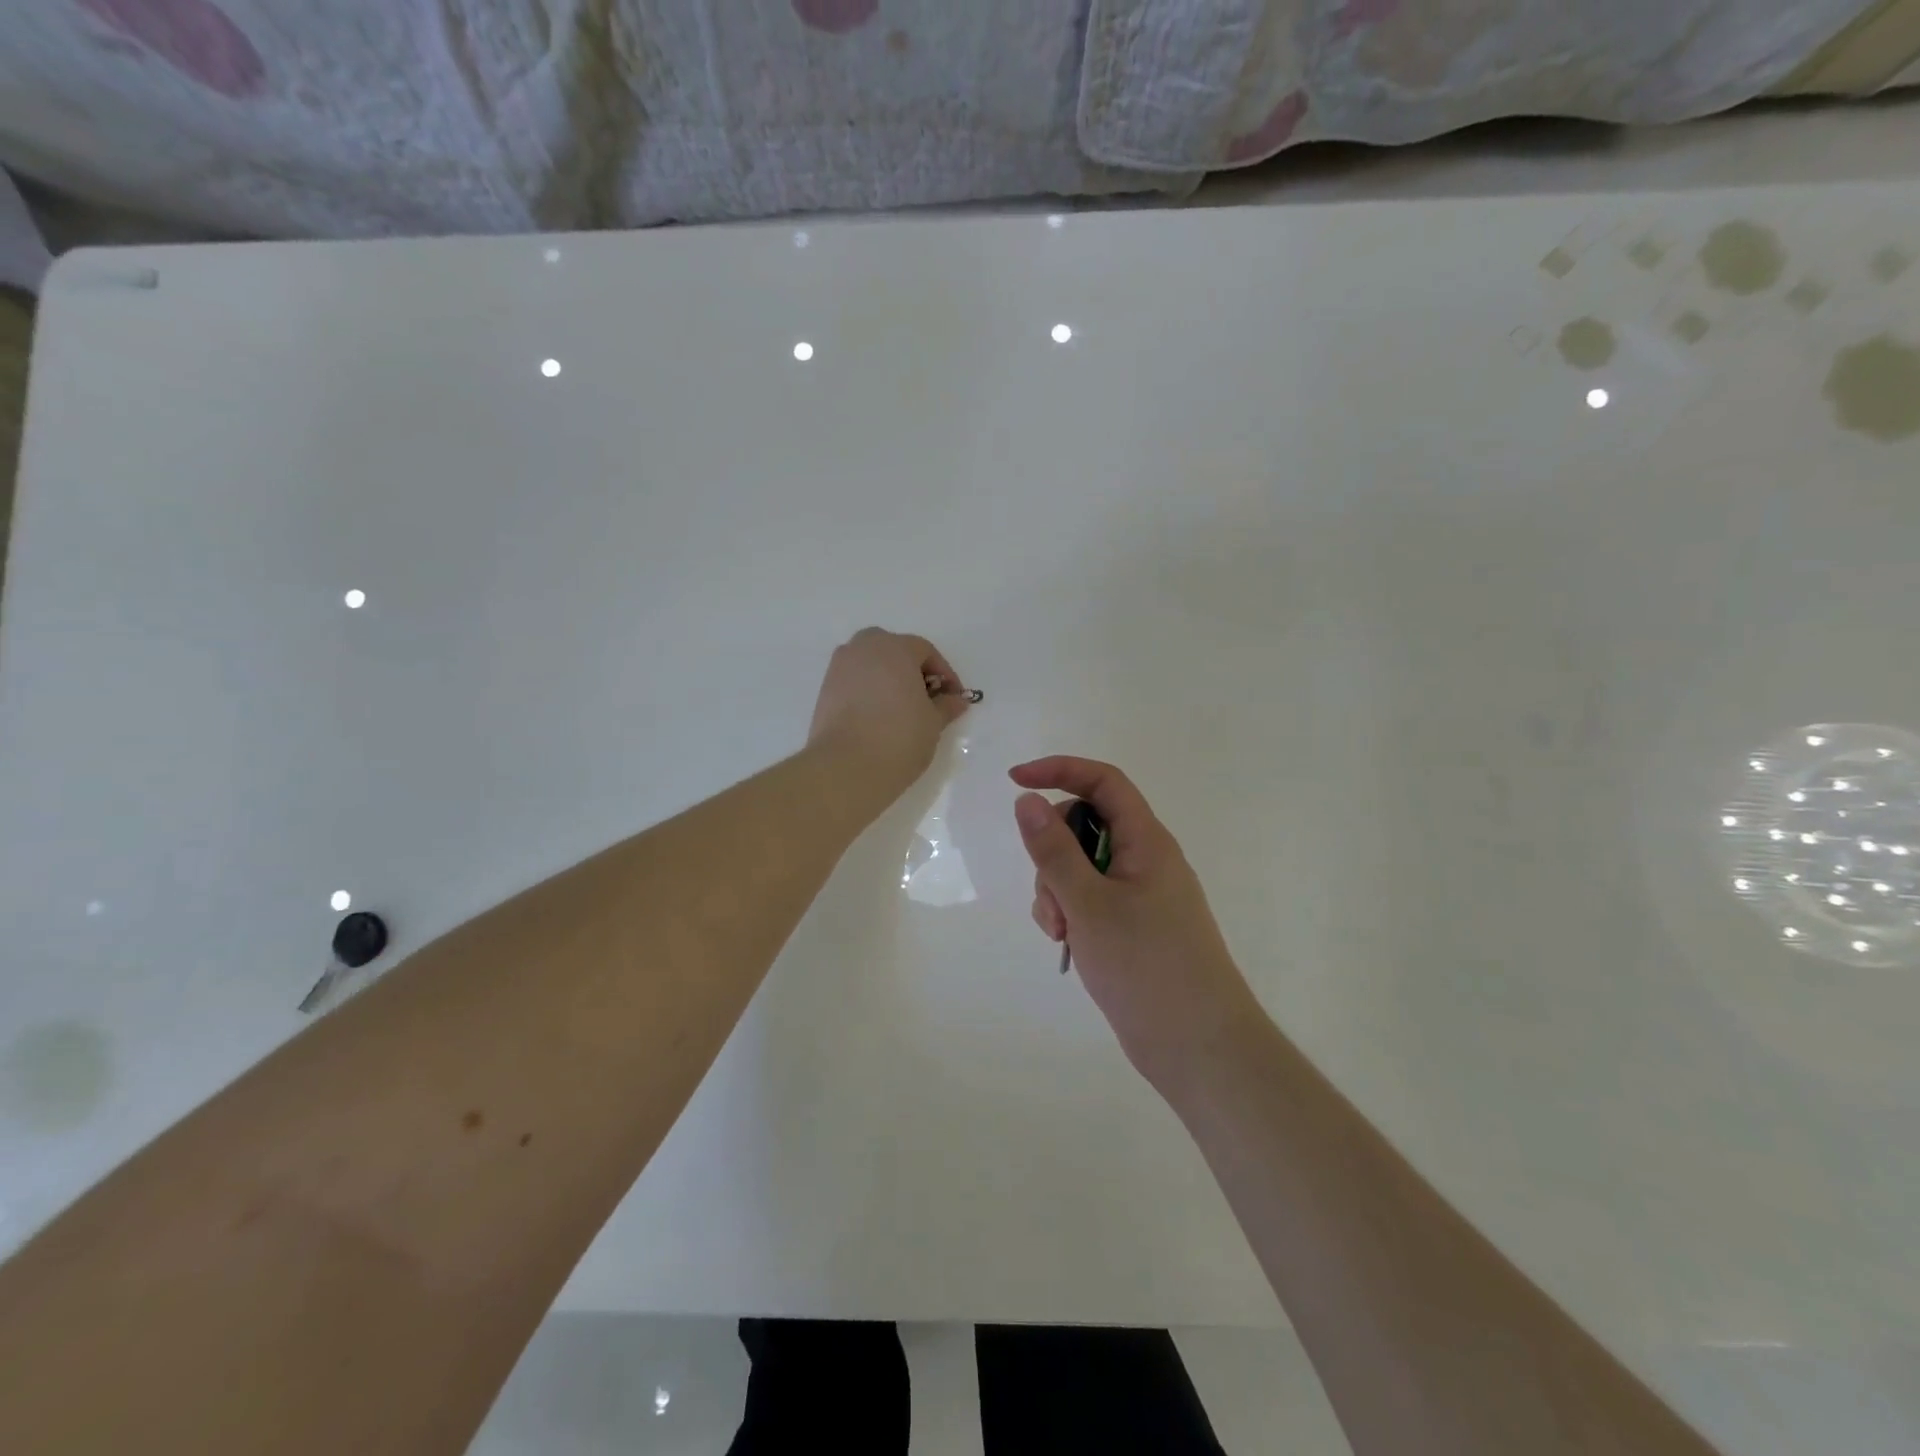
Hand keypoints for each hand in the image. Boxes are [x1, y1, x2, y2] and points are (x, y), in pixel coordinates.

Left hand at [808, 628, 970, 811]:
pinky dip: (868, 692)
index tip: (953, 699)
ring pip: (870, 664)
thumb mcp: (933, 723)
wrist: (846, 766)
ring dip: (888, 679)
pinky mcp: (824, 690)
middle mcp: (864, 648)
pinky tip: (878, 717)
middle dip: (912, 670)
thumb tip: (957, 700)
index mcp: (895, 648)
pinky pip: (854, 681)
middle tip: (925, 699)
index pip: (925, 651)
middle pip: (894, 650)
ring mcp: (839, 667)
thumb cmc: (899, 737)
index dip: (944, 674)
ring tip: (901, 710)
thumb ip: (946, 706)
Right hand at [1011, 757, 1261, 1090]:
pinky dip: (1071, 913)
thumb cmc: (1147, 967)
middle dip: (1053, 854)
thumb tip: (1027, 800)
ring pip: (1081, 867)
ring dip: (1058, 891)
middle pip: (1085, 827)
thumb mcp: (1088, 904)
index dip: (1059, 770)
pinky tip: (1069, 945)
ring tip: (1061, 934)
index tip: (1014, 781)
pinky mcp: (1132, 927)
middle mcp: (1145, 860)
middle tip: (1051, 899)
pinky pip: (1089, 900)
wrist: (1199, 1048)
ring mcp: (1140, 895)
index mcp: (1146, 842)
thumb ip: (1054, 851)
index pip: (1103, 782)